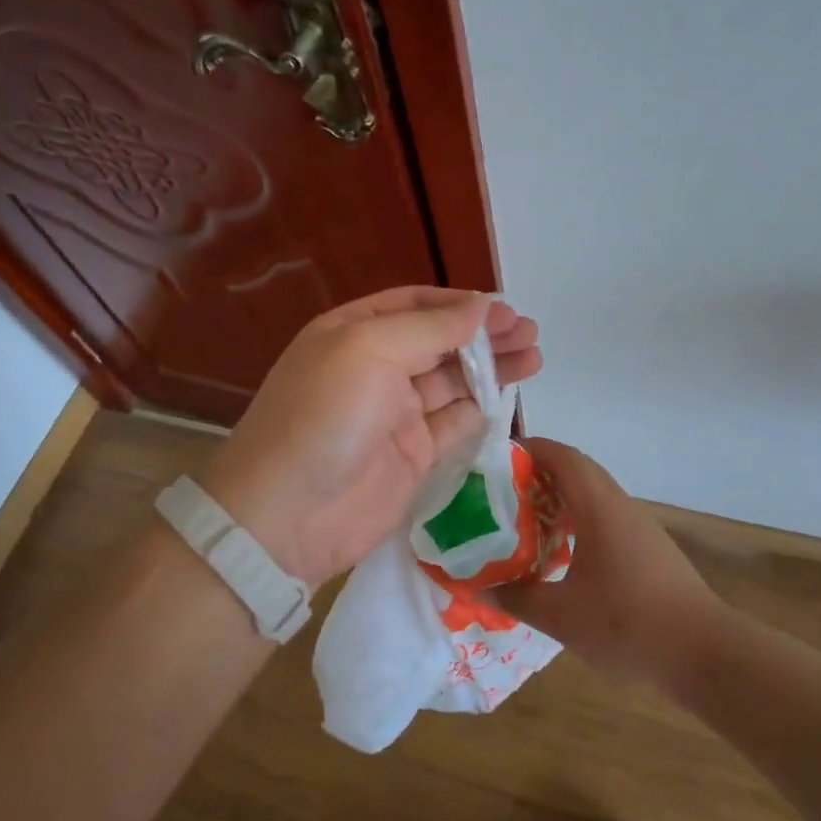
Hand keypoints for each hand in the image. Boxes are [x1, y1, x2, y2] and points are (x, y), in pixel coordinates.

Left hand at [200, 287, 540, 588]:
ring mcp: (395, 412)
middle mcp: (376, 366)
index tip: (504, 310)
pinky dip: (481, 408)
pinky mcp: (413, 454)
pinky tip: (510, 396)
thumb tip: (481, 307)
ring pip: (453, 380)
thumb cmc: (325, 415)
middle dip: (484, 335)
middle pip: (440, 341)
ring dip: (492, 368)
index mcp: (355, 331)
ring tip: (534, 357)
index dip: (460, 304)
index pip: (416, 305)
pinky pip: (454, 422)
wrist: (286, 516)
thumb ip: (430, 328)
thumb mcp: (370, 351)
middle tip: (530, 333)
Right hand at [493, 439, 724, 688]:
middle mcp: (619, 505)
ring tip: (526, 520)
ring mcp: (639, 526)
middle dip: (540, 472)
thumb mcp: (562, 616)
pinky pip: (606, 516)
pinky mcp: (649, 548)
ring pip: (594, 494)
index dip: (530, 448)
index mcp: (598, 506)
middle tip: (503, 490)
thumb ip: (519, 597)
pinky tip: (564, 553)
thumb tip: (481, 586)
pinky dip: (579, 519)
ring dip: (561, 497)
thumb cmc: (628, 625)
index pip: (562, 456)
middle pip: (577, 470)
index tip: (496, 458)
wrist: (705, 655)